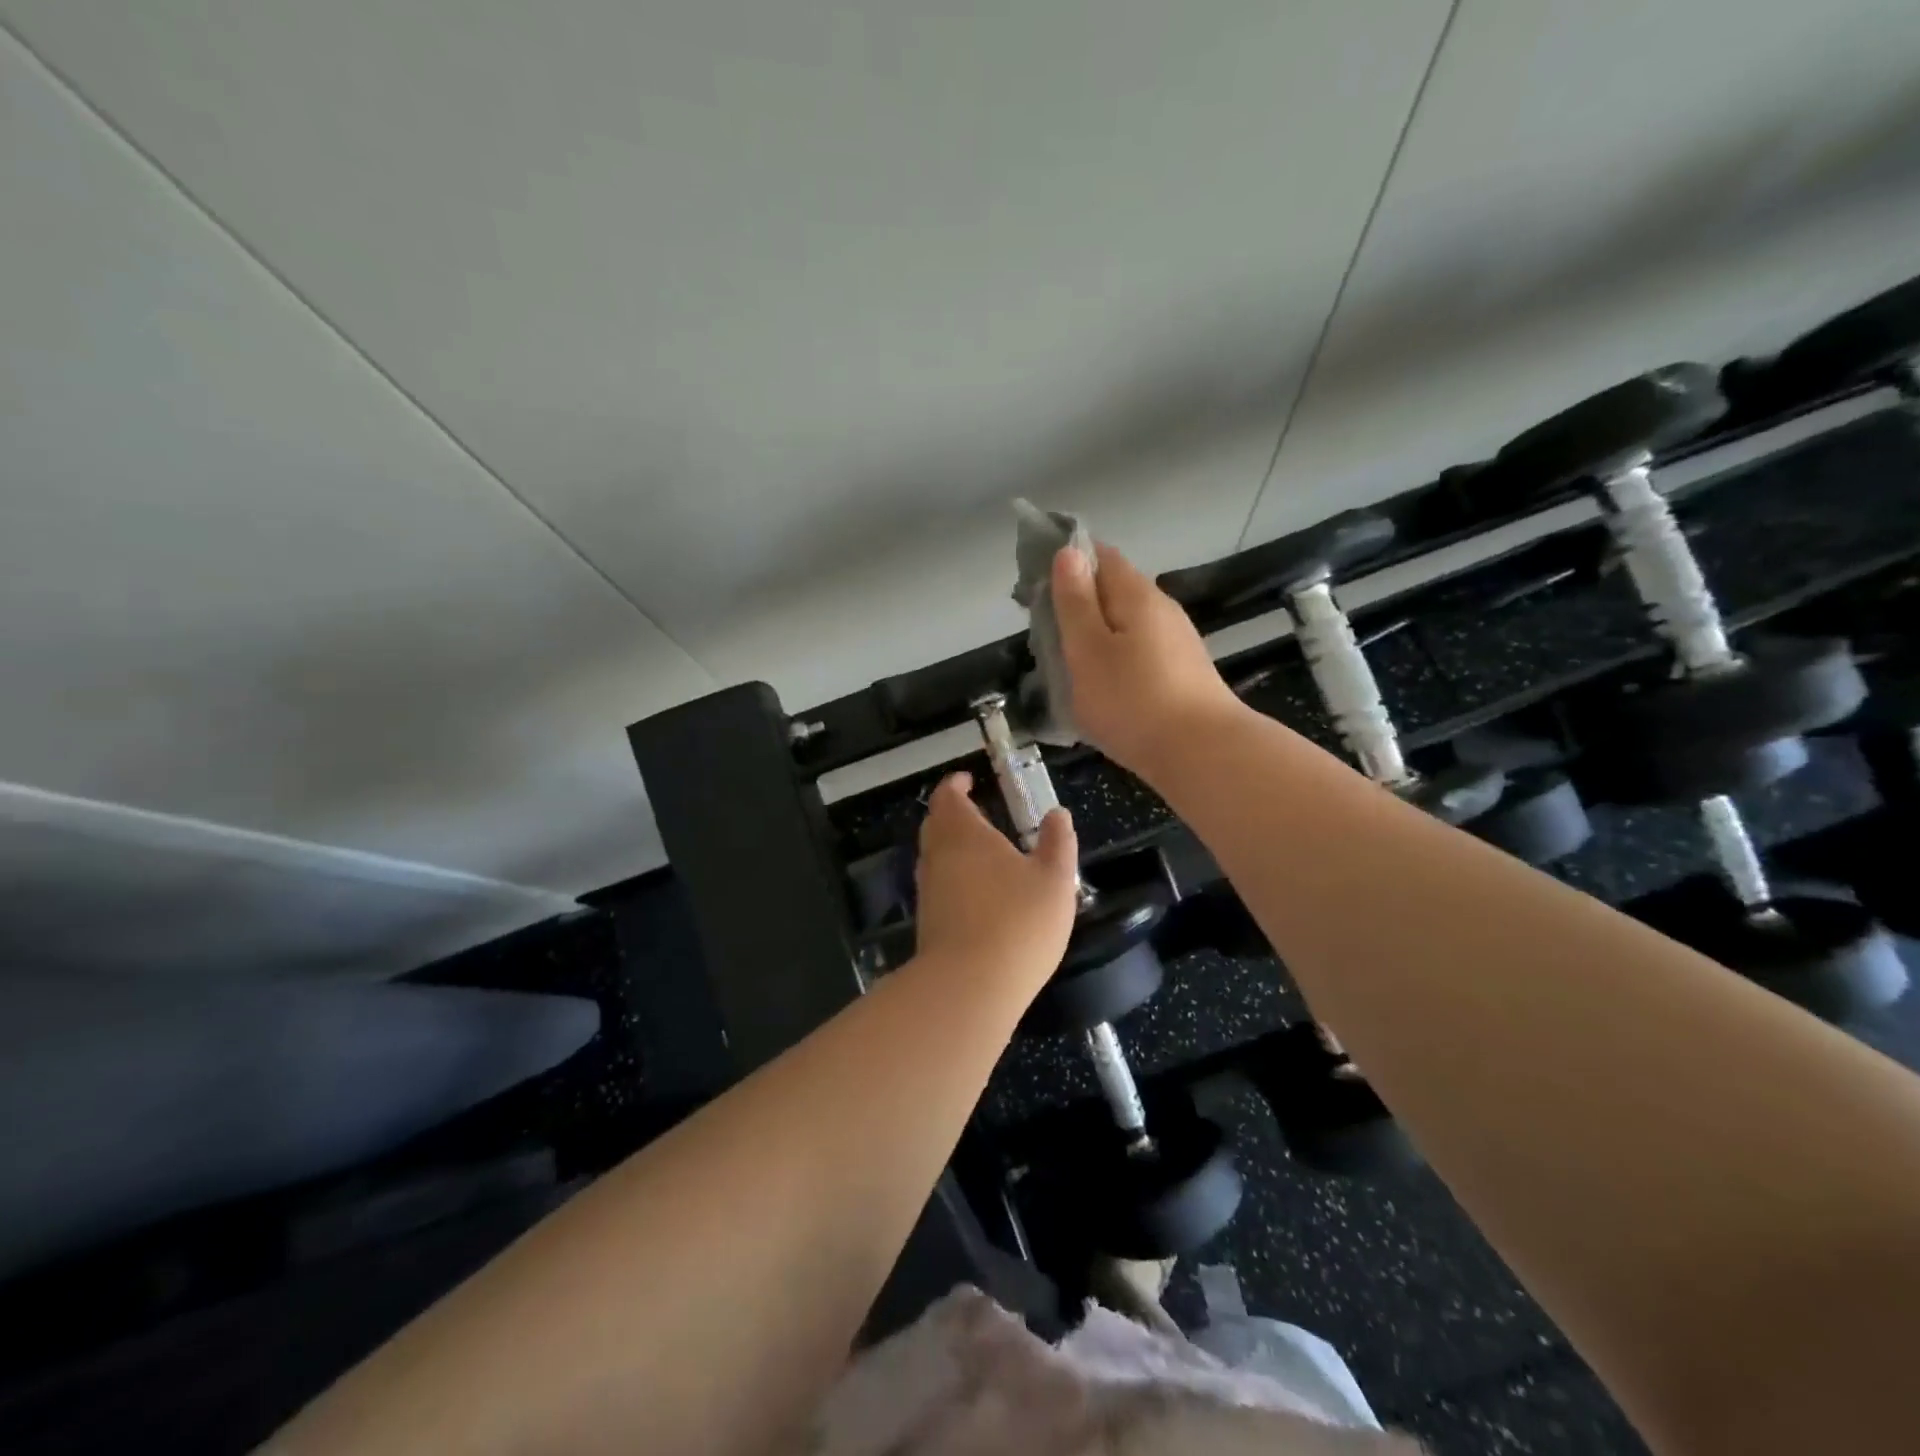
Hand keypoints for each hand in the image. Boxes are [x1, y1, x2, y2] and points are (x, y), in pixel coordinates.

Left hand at [914, 772, 1078, 991]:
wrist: (970, 986)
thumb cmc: (1018, 922)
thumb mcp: (1054, 879)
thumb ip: (1058, 842)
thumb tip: (1058, 813)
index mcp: (964, 834)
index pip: (948, 796)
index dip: (956, 785)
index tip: (968, 781)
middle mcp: (938, 856)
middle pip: (936, 824)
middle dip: (953, 813)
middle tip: (977, 812)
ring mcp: (928, 890)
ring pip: (933, 855)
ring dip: (951, 846)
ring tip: (981, 850)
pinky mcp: (928, 921)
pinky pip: (937, 884)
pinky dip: (952, 876)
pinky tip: (977, 892)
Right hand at [1051, 541, 1245, 778]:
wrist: (1202, 754)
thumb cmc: (1133, 701)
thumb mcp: (1088, 650)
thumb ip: (1076, 602)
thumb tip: (1069, 552)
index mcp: (1136, 594)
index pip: (1099, 554)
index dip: (1065, 561)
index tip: (1034, 587)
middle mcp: (1161, 609)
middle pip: (1113, 590)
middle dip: (1077, 603)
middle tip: (1043, 634)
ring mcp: (1176, 642)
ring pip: (1125, 625)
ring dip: (1095, 635)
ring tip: (1066, 665)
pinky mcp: (1181, 674)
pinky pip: (1138, 653)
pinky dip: (1114, 660)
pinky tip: (1102, 688)